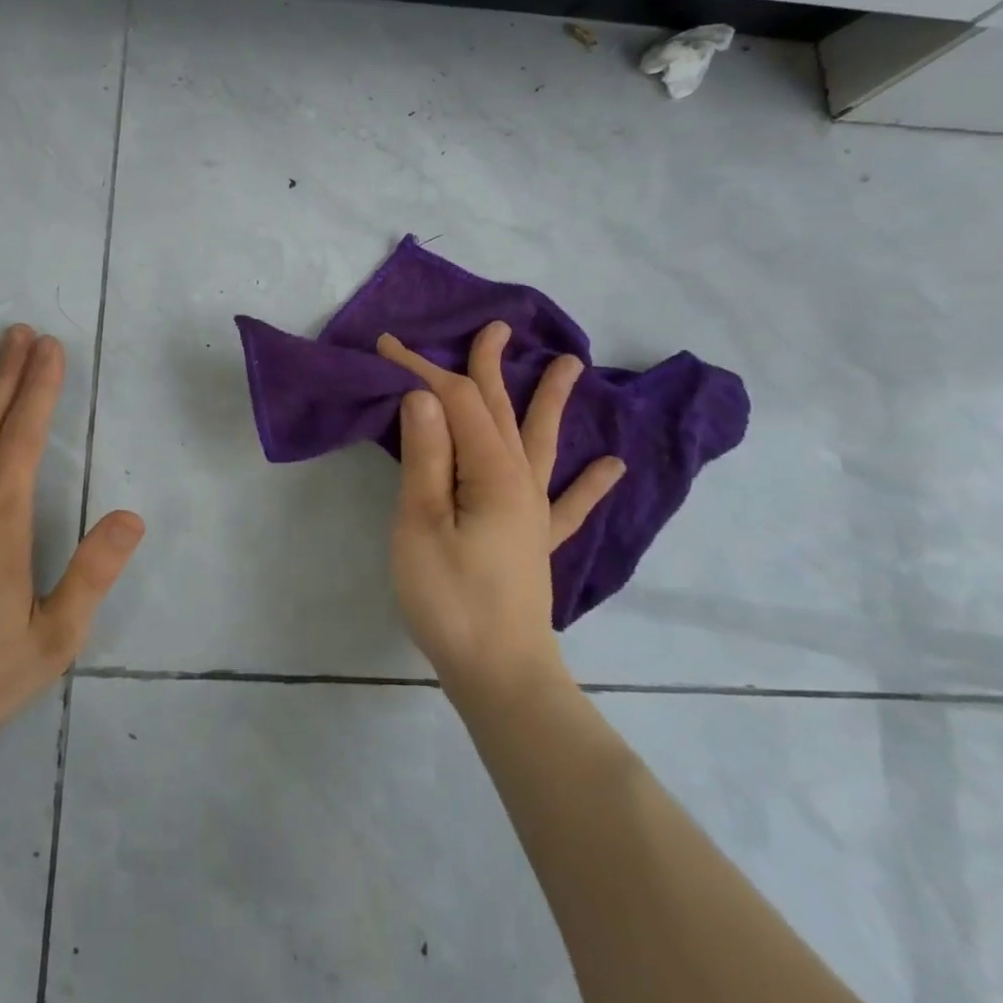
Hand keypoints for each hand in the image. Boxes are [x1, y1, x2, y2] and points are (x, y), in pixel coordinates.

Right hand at [378, 322, 624, 705]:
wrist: (500, 675)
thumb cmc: (450, 599)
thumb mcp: (421, 525)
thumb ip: (427, 458)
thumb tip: (424, 397)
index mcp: (491, 472)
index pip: (456, 403)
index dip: (423, 370)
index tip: (387, 347)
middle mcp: (520, 481)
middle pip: (503, 410)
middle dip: (491, 367)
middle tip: (495, 328)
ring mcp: (534, 511)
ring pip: (541, 442)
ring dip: (551, 402)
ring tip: (570, 366)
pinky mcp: (536, 541)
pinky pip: (569, 503)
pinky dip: (590, 483)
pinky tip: (614, 467)